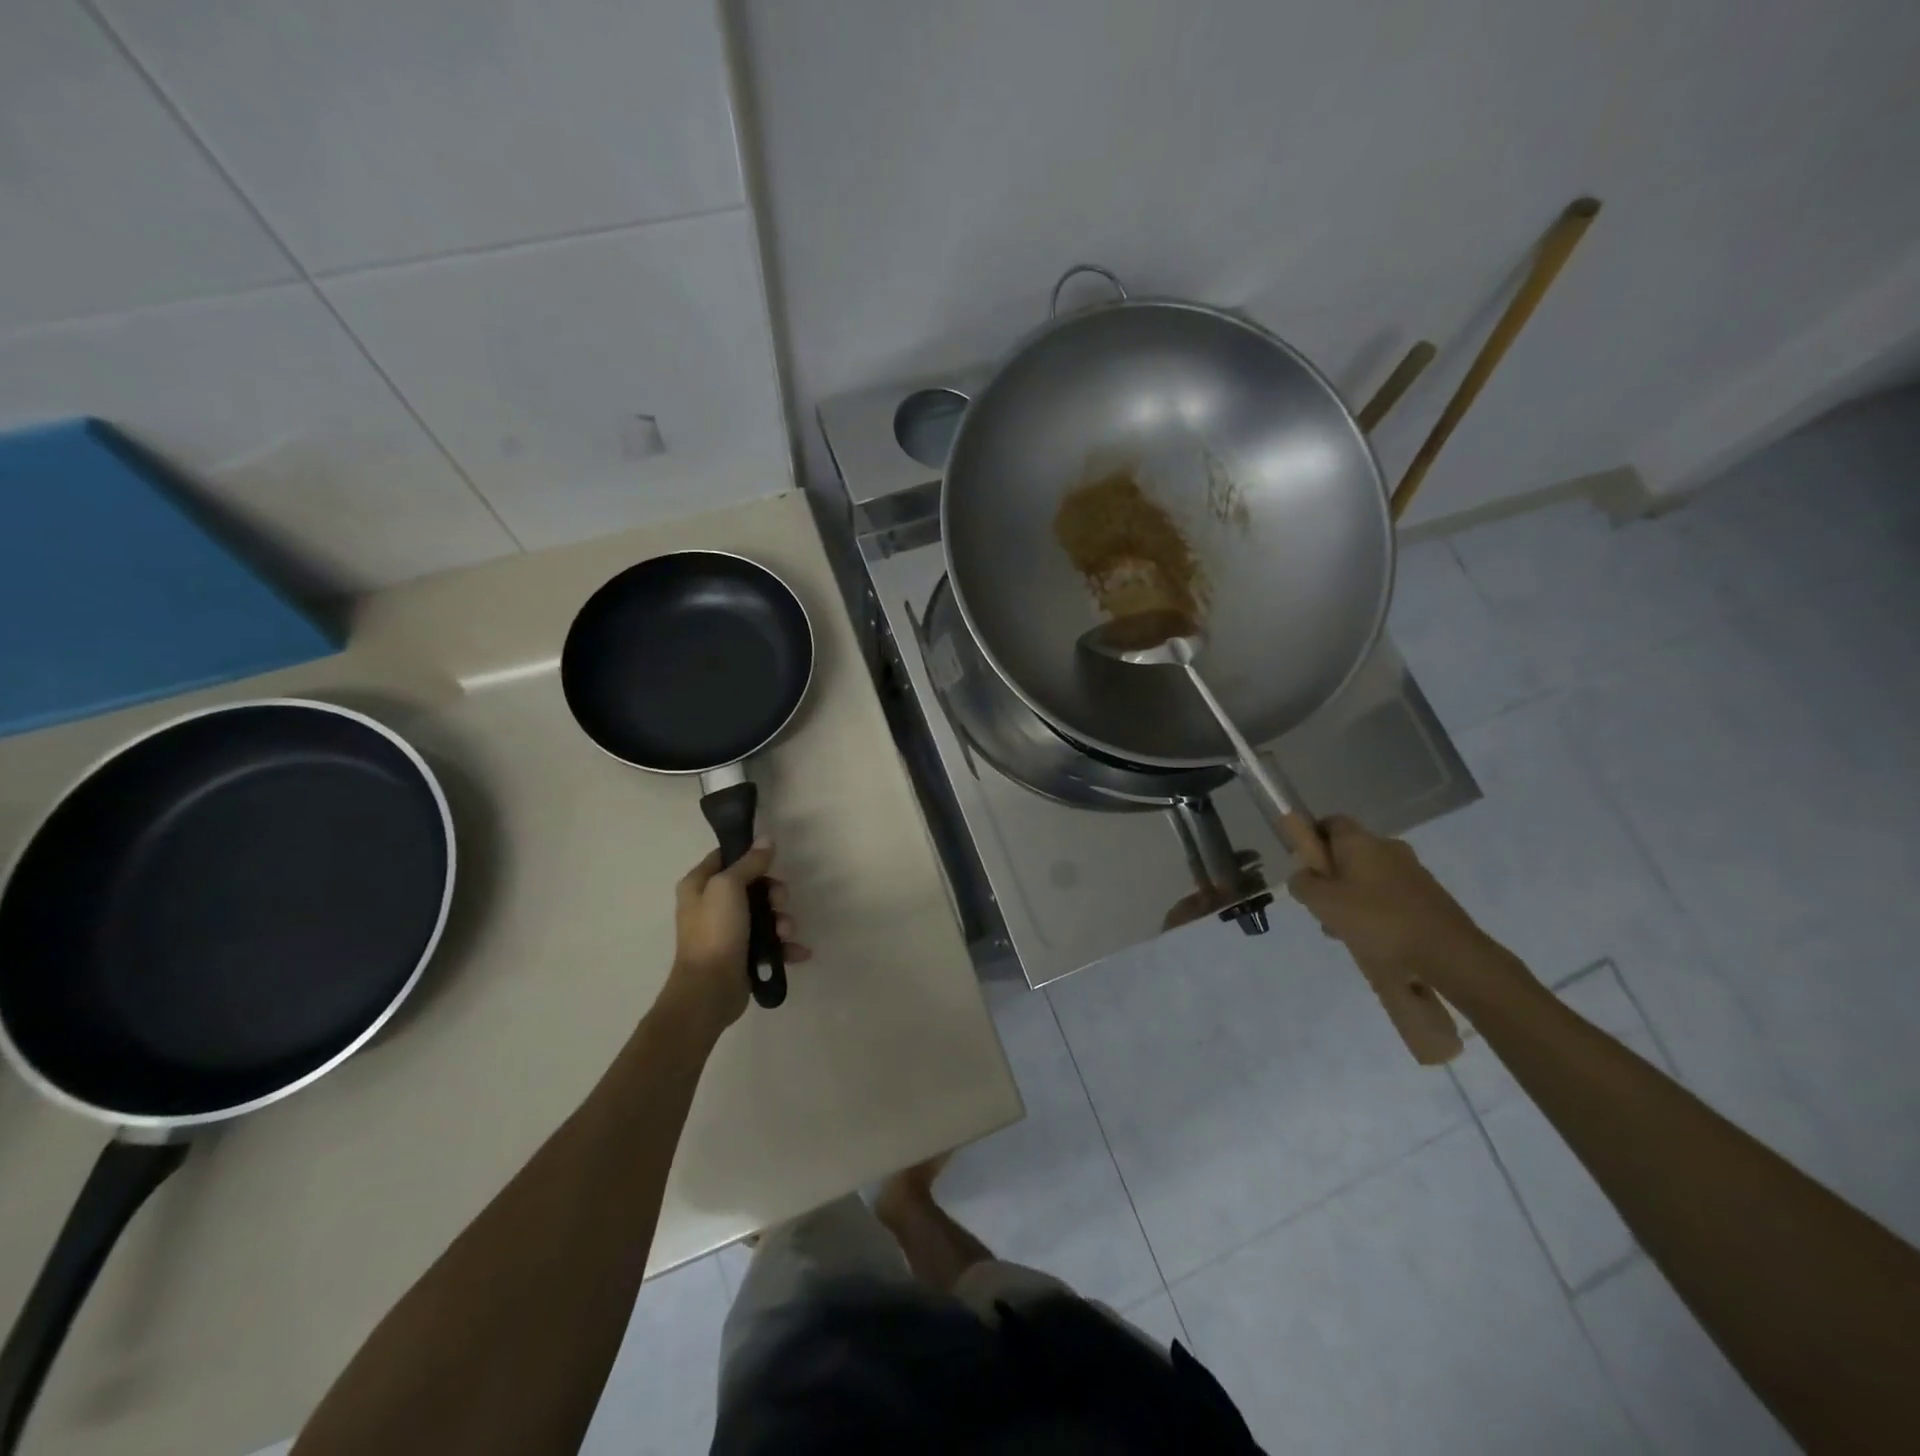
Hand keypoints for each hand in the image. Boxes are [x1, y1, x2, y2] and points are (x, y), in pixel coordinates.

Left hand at [662, 839, 810, 1034]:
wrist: (709, 990)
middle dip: (774, 893)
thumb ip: (749, 862)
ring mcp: (727, 932)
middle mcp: (710, 905)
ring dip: (782, 921)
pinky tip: (798, 952)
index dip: (749, 855)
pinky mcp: (743, 954)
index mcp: (699, 885)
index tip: (771, 860)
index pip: (726, 857)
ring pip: (765, 914)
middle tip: (779, 901)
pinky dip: (785, 946)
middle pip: (752, 885)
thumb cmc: (715, 931)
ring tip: (785, 933)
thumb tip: (766, 839)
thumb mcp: (729, 887)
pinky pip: (770, 943)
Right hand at [1286, 817, 1516, 999]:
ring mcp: (1412, 873)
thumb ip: (1303, 884)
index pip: (1330, 823)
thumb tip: (1302, 876)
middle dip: (1330, 878)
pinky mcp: (1429, 899)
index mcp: (1361, 842)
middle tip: (1321, 907)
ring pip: (1368, 879)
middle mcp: (1388, 849)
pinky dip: (1376, 914)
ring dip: (1352, 899)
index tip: (1304, 865)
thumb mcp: (1322, 903)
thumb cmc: (1378, 921)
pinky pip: (1390, 899)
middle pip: (1348, 855)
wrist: (1449, 956)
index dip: (1312, 838)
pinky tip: (1373, 941)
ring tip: (1345, 933)